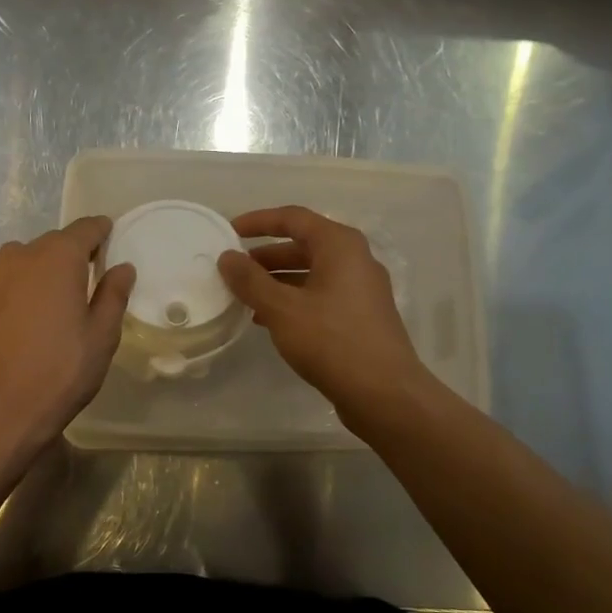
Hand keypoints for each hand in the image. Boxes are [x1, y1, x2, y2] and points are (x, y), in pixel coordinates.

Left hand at [0, 216, 134, 451]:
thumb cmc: (60, 371)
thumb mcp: (101, 336)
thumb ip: (113, 295)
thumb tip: (122, 267)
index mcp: (57, 258)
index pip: (85, 228)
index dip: (101, 232)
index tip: (113, 240)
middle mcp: (22, 257)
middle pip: (54, 243)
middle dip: (75, 253)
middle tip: (95, 277)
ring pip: (29, 261)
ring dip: (49, 271)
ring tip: (65, 300)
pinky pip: (12, 284)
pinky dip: (28, 290)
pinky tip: (37, 321)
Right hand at [217, 205, 432, 426]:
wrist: (384, 394)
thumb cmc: (332, 341)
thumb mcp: (282, 309)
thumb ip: (251, 281)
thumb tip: (227, 257)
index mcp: (340, 246)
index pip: (293, 218)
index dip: (259, 222)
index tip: (229, 231)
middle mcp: (355, 260)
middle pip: (303, 245)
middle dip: (265, 256)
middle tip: (233, 269)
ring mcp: (361, 290)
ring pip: (311, 273)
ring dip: (277, 281)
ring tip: (244, 297)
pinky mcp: (361, 317)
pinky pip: (321, 296)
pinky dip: (293, 301)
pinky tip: (268, 321)